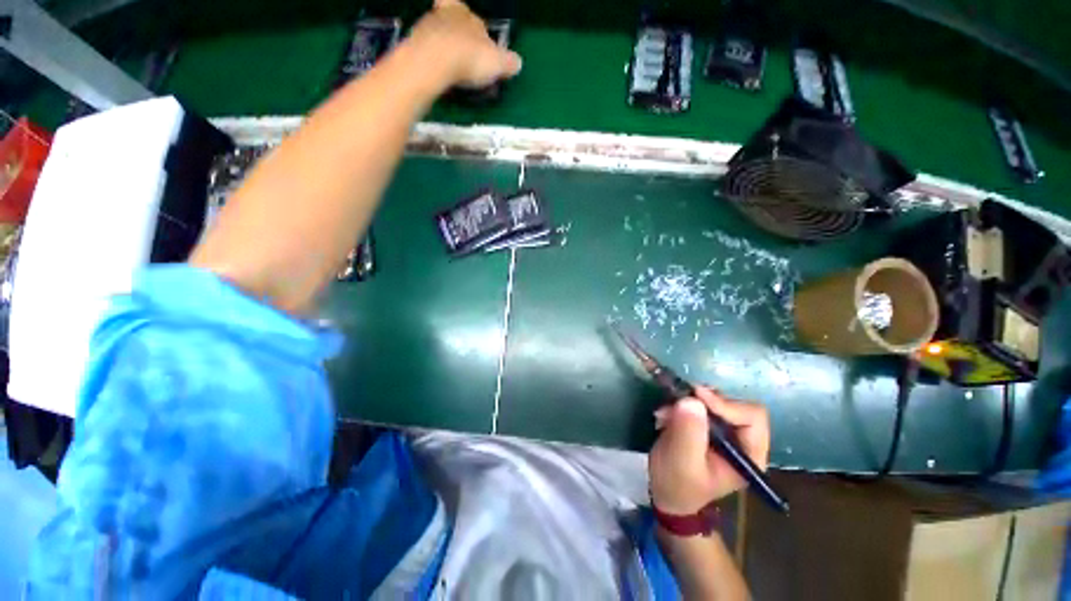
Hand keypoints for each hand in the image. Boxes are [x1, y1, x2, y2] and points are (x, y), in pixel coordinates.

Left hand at [407, 0, 522, 88]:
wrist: (433, 62)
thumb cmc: (469, 57)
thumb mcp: (498, 63)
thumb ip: (509, 62)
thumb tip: (518, 63)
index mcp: (466, 13)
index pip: (475, 20)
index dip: (480, 35)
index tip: (483, 51)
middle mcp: (445, 14)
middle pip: (456, 27)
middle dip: (462, 42)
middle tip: (469, 63)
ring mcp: (426, 28)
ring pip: (440, 38)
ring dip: (447, 53)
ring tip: (455, 74)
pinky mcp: (413, 46)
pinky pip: (428, 54)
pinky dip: (435, 64)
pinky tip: (441, 77)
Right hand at [649, 387, 770, 514]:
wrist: (666, 493)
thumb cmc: (678, 484)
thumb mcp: (682, 461)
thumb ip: (689, 431)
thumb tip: (692, 400)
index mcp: (749, 455)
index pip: (752, 417)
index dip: (726, 404)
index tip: (697, 396)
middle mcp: (742, 439)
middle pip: (734, 404)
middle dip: (704, 401)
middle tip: (679, 401)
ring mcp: (724, 430)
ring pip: (714, 400)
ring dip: (688, 401)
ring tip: (665, 413)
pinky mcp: (707, 424)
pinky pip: (698, 403)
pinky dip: (681, 404)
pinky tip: (665, 415)